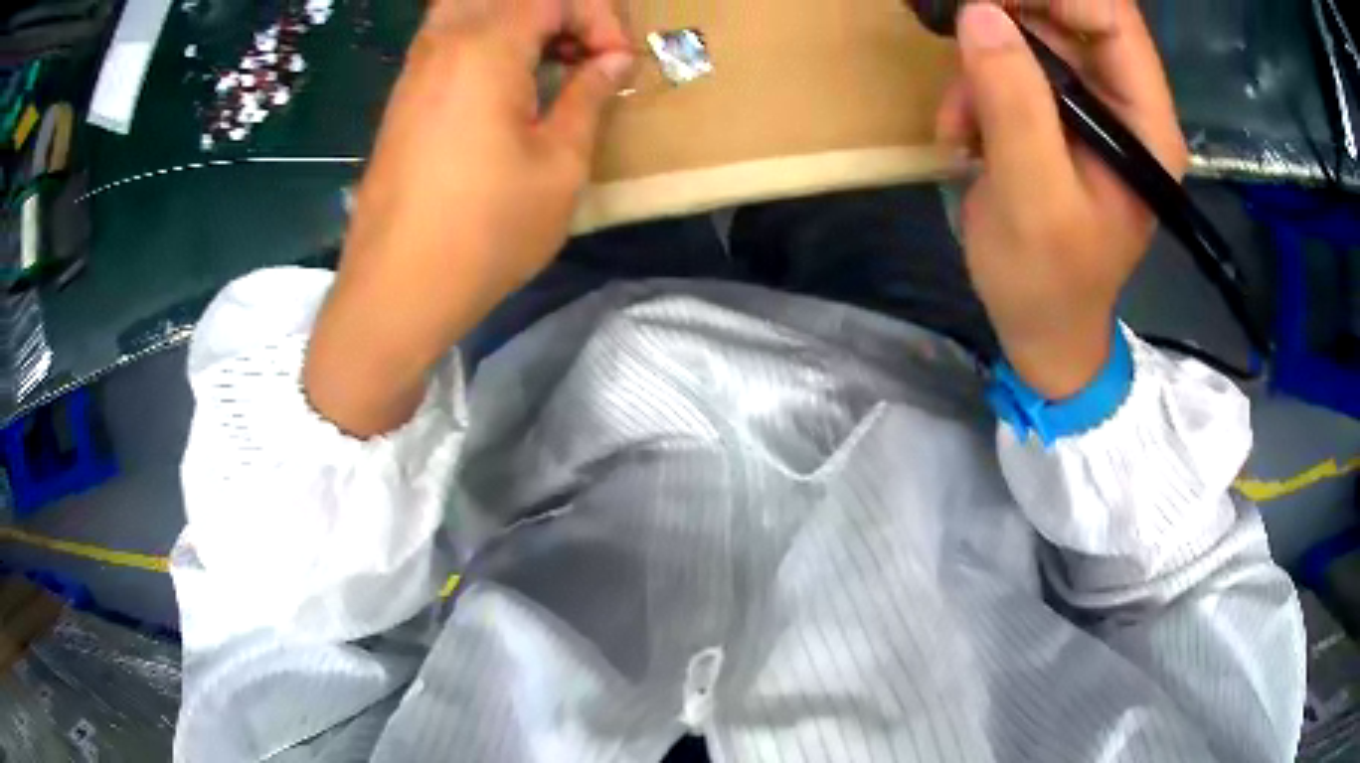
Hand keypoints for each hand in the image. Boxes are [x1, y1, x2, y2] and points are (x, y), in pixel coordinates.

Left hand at [305, 0, 633, 436]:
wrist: (397, 289)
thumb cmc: (486, 230)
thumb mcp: (559, 165)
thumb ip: (589, 97)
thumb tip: (612, 62)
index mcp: (485, 47)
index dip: (597, 19)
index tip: (616, 64)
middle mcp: (443, 43)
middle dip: (556, 12)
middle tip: (581, 52)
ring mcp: (414, 69)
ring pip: (468, 10)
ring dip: (517, 22)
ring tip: (549, 64)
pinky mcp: (401, 99)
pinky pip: (446, 40)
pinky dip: (484, 42)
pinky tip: (505, 86)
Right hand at [936, 0, 1187, 398]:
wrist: (1040, 327)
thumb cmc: (1047, 280)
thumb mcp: (1032, 197)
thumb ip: (1014, 103)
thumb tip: (979, 13)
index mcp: (1144, 124)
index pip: (1111, 18)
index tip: (985, 0)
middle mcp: (1123, 105)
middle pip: (1070, 17)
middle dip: (1008, 19)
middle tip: (956, 31)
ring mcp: (1089, 109)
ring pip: (1034, 39)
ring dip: (984, 63)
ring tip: (959, 116)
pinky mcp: (1057, 118)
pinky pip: (1012, 69)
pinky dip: (977, 87)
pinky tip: (962, 132)